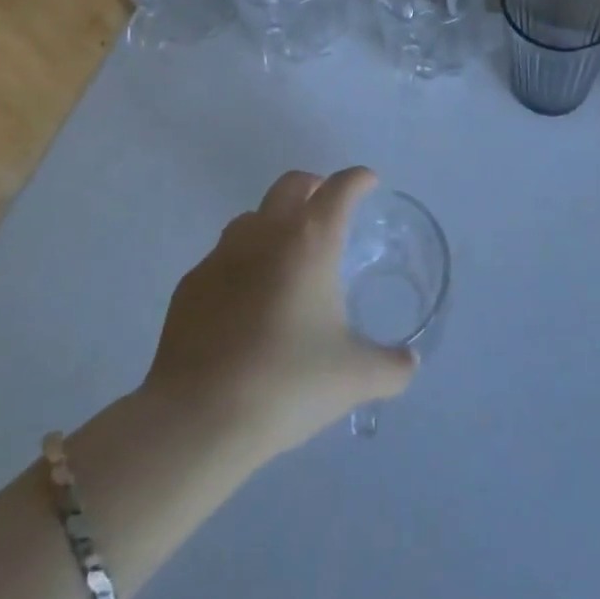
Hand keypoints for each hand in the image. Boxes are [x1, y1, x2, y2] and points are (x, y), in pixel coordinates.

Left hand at [142, 167, 415, 459]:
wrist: (197, 418)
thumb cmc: (286, 384)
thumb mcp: (354, 378)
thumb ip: (391, 366)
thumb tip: (409, 362)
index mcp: (310, 241)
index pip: (340, 189)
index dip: (358, 179)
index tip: (368, 182)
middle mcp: (265, 234)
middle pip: (291, 185)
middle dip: (315, 187)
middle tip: (329, 209)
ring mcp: (221, 255)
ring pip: (252, 218)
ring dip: (274, 223)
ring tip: (287, 257)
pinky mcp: (190, 284)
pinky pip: (222, 258)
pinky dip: (242, 264)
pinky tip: (246, 303)